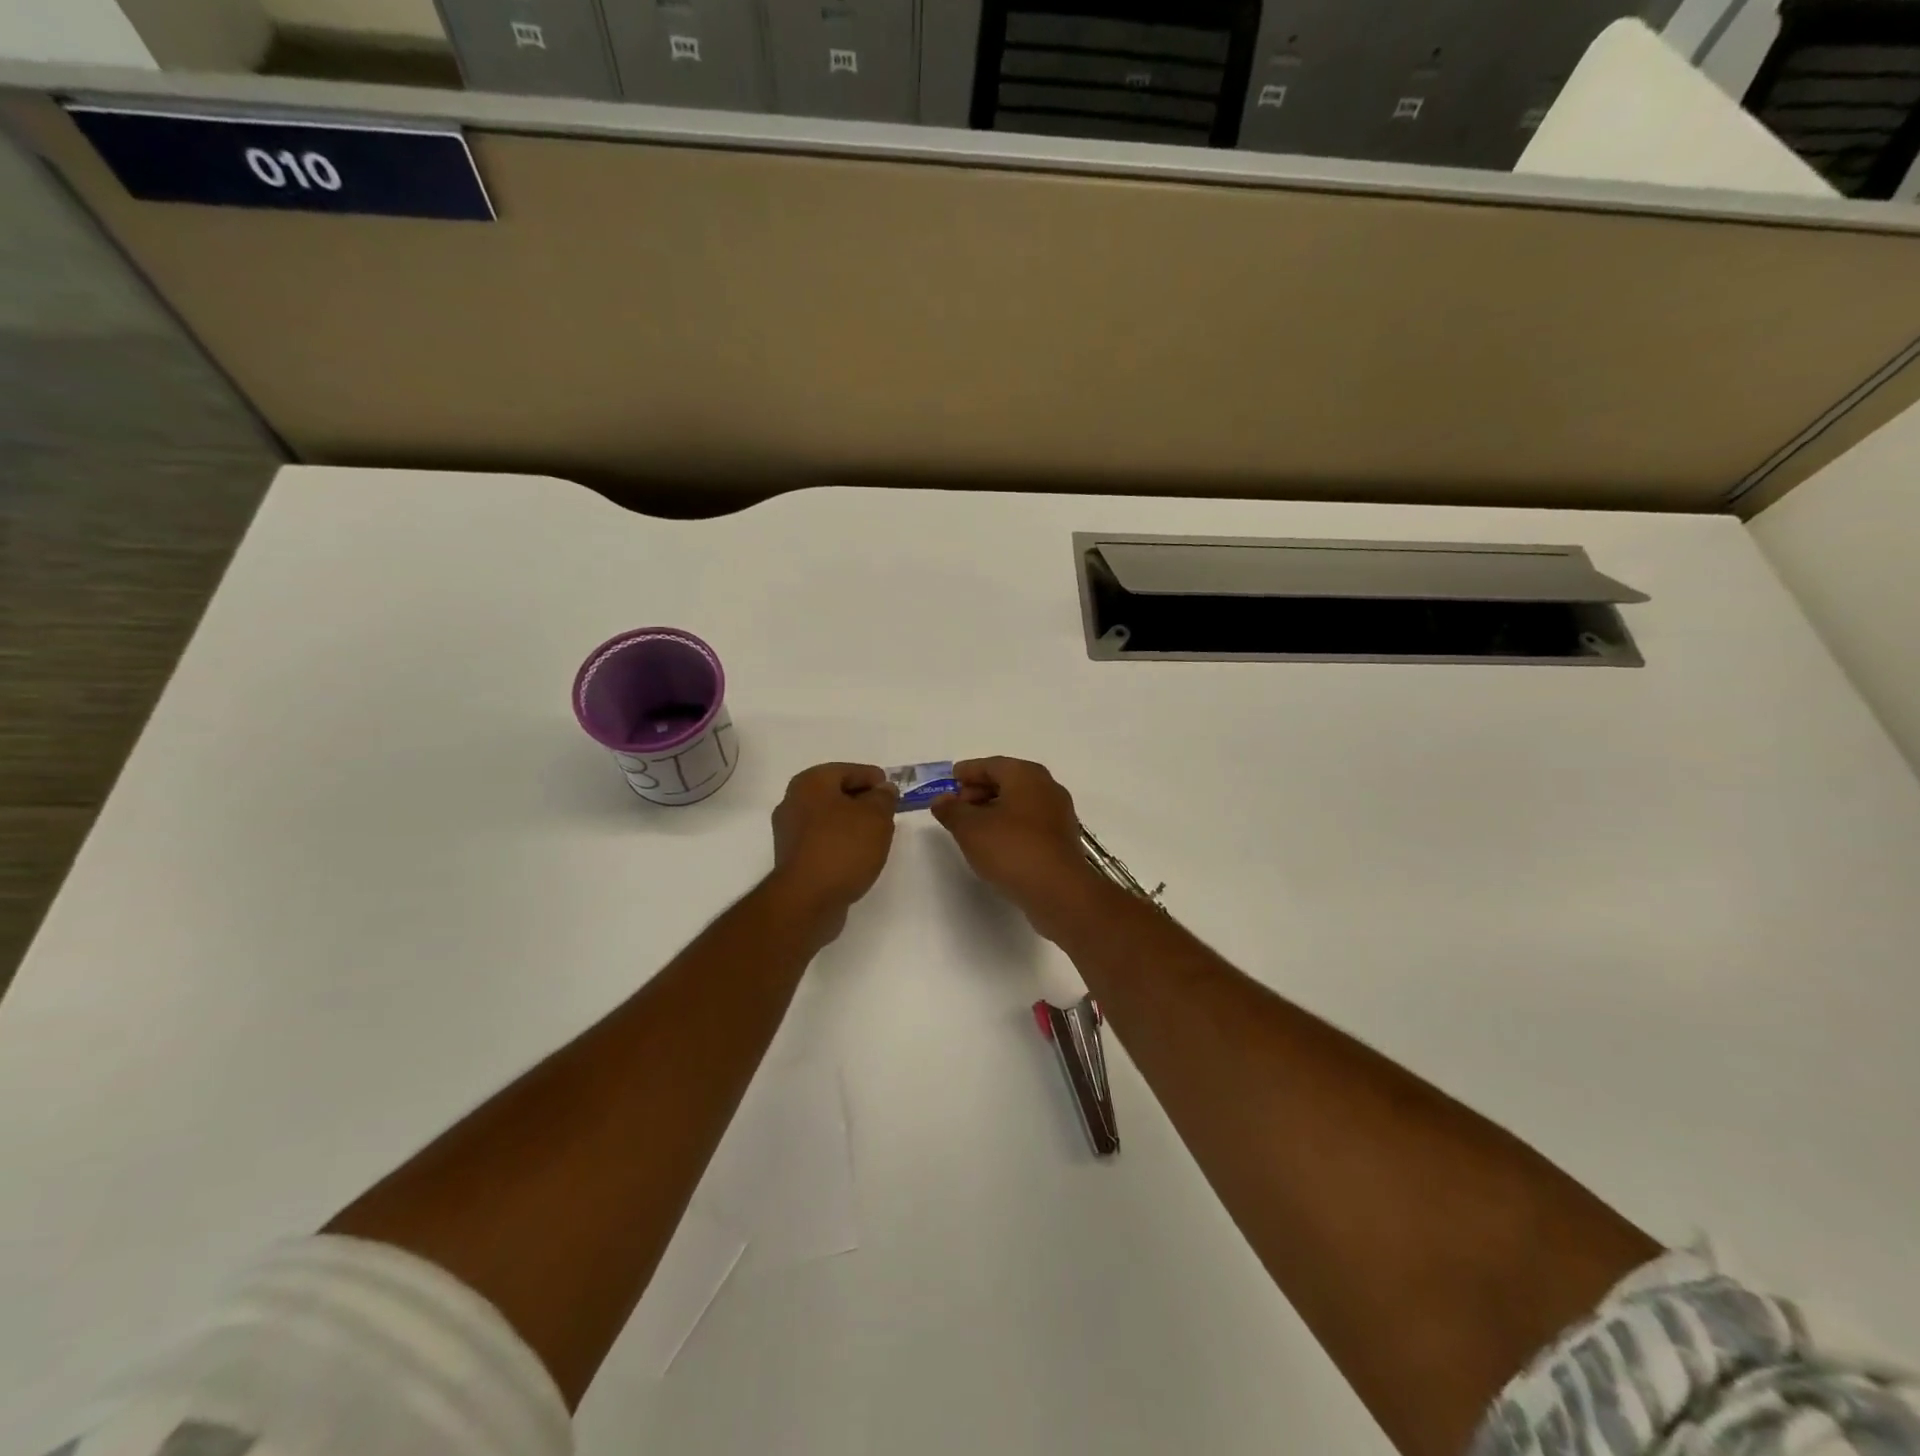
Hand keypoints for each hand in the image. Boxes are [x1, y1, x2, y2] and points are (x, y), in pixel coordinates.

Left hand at [769, 763, 897, 928]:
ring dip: (852, 823)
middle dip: (863, 801)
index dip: (874, 778)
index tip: (893, 791)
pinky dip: (840, 842)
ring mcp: (789, 831)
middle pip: (836, 793)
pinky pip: (823, 840)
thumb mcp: (876, 816)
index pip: (848, 770)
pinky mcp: (792, 857)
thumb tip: (883, 790)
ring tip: (877, 836)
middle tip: (888, 813)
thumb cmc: (843, 847)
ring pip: (829, 818)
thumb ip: (884, 798)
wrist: (807, 899)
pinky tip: (858, 855)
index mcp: (811, 782)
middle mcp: (793, 801)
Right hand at [931, 758, 1102, 937]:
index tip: (950, 781)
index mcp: (1026, 775)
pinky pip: (1030, 823)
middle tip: (957, 806)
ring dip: (994, 810)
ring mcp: (1058, 813)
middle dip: (979, 791)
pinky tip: (995, 844)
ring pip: (1019, 803)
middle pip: (1007, 781)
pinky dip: (1010, 826)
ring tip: (971, 828)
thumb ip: (952, 810)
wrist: (1058, 890)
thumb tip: (941, 800)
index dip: (968, 772)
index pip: (991, 765)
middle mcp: (1047, 787)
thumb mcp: (970, 829)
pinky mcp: (1061, 839)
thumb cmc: (1011, 849)